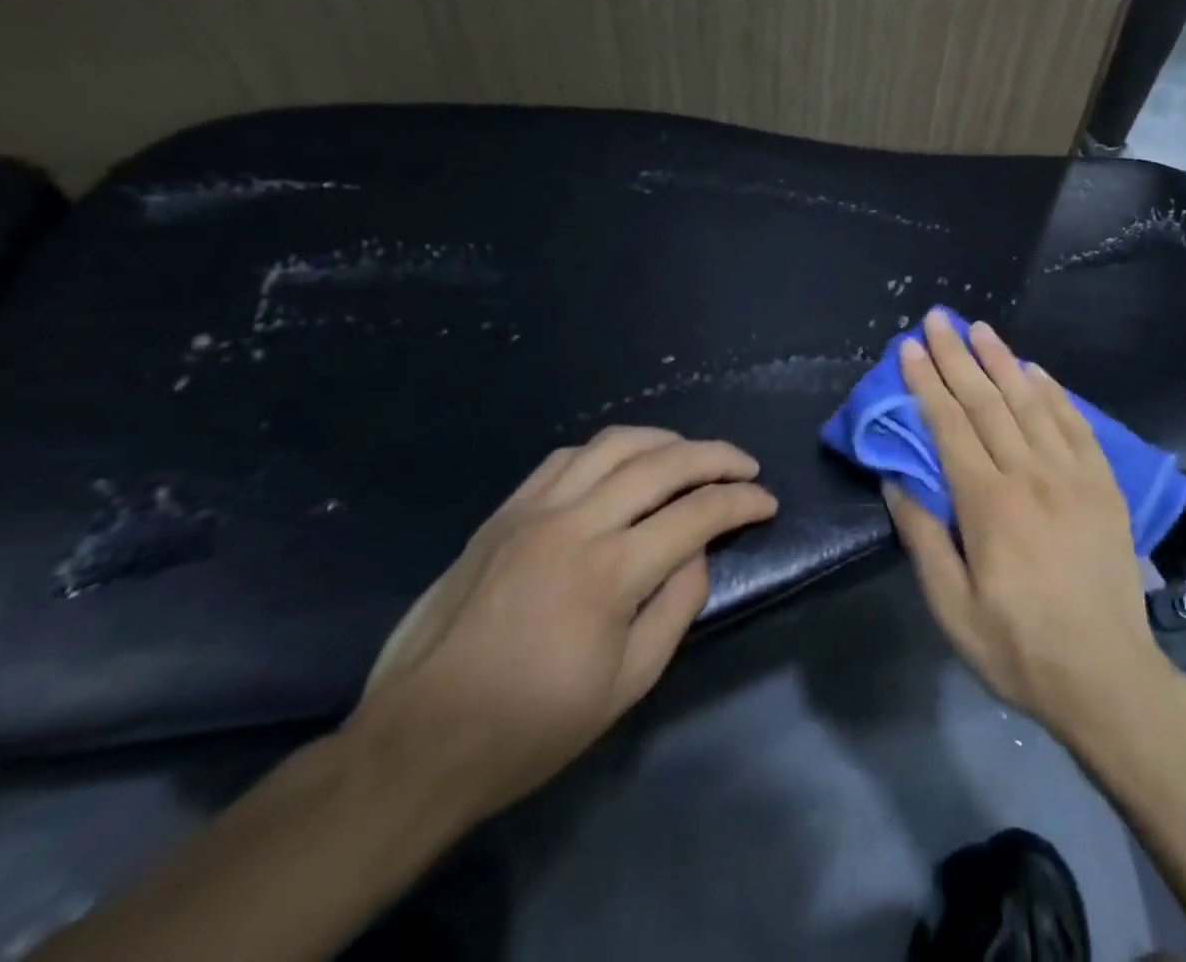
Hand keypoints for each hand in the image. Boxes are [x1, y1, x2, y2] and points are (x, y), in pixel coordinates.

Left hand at [352, 427, 776, 822]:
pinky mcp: (503, 513)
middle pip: (664, 461)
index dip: (743, 501)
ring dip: (666, 441)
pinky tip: (623, 468)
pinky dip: (609, 451)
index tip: (767, 503)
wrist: (418, 743)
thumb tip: (698, 552)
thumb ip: (678, 605)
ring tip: (691, 456)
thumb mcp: (629, 682)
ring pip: (616, 444)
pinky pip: (566, 457)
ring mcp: (534, 510)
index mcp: (611, 572)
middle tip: (746, 467)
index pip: (698, 512)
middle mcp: (576, 523)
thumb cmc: (532, 726)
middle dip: (717, 456)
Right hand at [885, 310, 1171, 739]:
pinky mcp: (1103, 483)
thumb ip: (922, 537)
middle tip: (938, 319)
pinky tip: (1036, 371)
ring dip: (1003, 361)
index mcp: (988, 503)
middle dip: (957, 356)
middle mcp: (1030, 474)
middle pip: (987, 401)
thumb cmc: (1017, 645)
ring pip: (1031, 402)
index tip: (910, 348)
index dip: (927, 382)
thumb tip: (896, 480)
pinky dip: (1054, 392)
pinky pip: (1076, 424)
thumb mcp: (951, 607)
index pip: (950, 425)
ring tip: (980, 328)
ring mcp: (1072, 474)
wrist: (1105, 675)